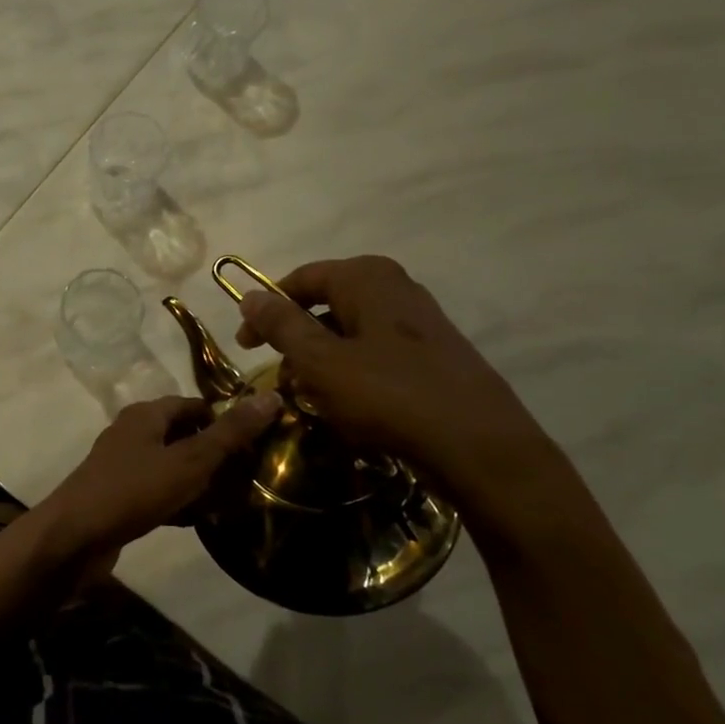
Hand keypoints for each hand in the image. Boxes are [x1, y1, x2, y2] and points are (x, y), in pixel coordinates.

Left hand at [36, 392, 281, 555]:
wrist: (75, 537)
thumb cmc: (134, 489)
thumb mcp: (190, 460)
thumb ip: (230, 433)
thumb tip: (271, 397)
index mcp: (146, 415)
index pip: (193, 405)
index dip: (224, 420)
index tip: (255, 443)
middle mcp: (131, 433)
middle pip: (182, 435)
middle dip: (214, 454)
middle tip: (247, 475)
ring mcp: (121, 466)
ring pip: (170, 466)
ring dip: (197, 480)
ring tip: (230, 499)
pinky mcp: (117, 497)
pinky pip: (156, 492)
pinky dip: (177, 501)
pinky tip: (197, 519)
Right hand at [234, 255, 564, 526]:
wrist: (479, 446)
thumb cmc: (389, 395)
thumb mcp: (321, 361)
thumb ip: (282, 325)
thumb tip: (249, 294)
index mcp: (366, 278)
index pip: (301, 279)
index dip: (266, 309)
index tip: (245, 345)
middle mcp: (395, 288)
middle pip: (326, 305)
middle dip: (296, 340)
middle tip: (278, 377)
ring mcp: (419, 322)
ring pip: (351, 333)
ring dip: (322, 362)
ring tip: (309, 398)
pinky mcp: (433, 355)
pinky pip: (377, 355)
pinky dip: (352, 374)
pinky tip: (348, 408)